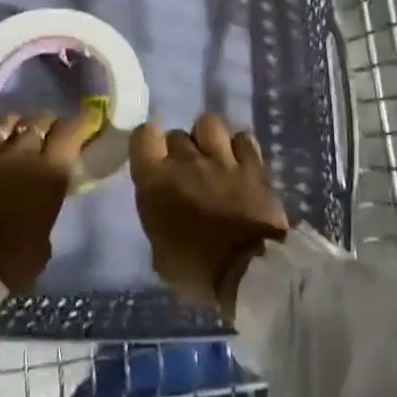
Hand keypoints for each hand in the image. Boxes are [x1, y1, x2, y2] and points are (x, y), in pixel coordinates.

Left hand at [0, 111, 98, 293]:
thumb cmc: (8, 264)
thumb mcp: (43, 241)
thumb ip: (46, 209)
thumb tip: (42, 202)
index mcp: (49, 173)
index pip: (71, 131)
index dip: (80, 122)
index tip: (84, 122)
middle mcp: (21, 153)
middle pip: (40, 120)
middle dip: (48, 125)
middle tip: (48, 135)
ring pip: (8, 119)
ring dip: (17, 125)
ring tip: (15, 134)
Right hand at [129, 114, 288, 319]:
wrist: (250, 273)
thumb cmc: (198, 271)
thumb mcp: (161, 256)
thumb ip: (159, 222)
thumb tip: (165, 215)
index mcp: (156, 182)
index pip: (143, 136)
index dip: (148, 143)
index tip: (154, 159)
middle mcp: (186, 162)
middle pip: (176, 134)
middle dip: (179, 149)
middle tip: (187, 172)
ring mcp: (222, 159)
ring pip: (209, 122)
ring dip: (209, 137)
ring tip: (214, 156)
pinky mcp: (253, 164)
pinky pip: (243, 137)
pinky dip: (241, 146)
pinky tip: (241, 161)